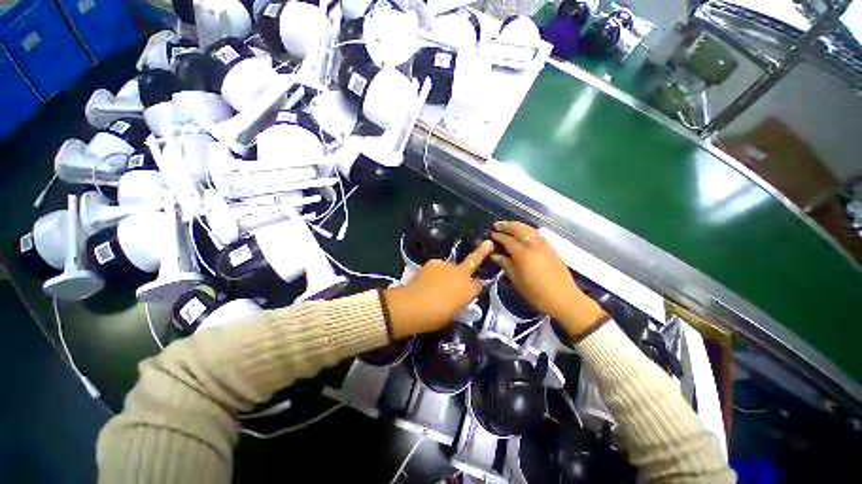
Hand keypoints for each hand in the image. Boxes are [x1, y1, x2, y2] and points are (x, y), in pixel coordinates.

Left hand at [383, 240, 493, 338]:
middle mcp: (461, 275)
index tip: (475, 285)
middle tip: (488, 243)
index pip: (479, 284)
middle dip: (482, 251)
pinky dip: (436, 271)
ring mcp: (448, 266)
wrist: (413, 305)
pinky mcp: (434, 262)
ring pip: (451, 266)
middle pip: (473, 261)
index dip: (477, 285)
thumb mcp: (452, 313)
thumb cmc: (434, 317)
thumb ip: (459, 301)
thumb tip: (457, 296)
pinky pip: (438, 266)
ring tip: (437, 281)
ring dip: (448, 271)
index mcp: (469, 291)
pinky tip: (427, 279)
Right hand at [490, 221, 605, 337]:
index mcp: (523, 254)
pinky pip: (536, 233)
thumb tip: (496, 255)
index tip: (491, 234)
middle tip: (497, 225)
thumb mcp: (517, 280)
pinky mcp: (551, 247)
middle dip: (507, 225)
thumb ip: (506, 264)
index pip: (508, 240)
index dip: (498, 236)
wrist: (564, 298)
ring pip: (529, 229)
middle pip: (519, 229)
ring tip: (508, 226)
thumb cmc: (536, 293)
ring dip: (517, 226)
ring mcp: (544, 245)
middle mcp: (534, 245)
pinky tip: (523, 233)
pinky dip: (527, 230)